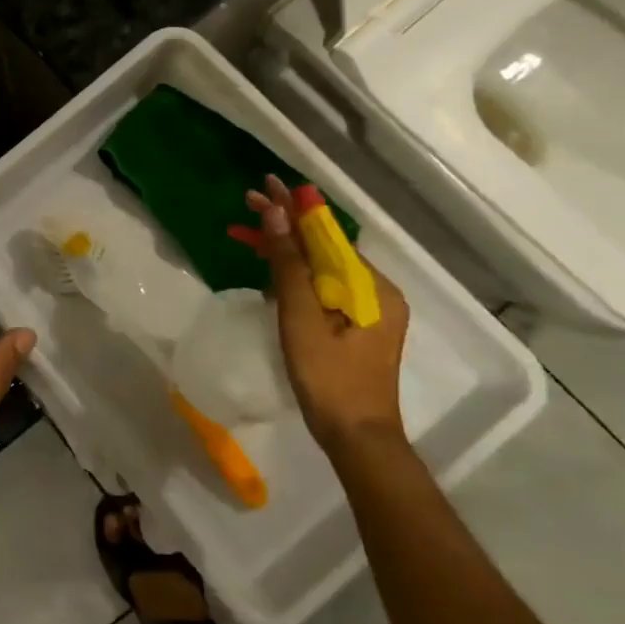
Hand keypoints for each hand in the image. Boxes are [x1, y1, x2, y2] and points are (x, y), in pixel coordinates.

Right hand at [246, 175, 409, 452]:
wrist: (357, 439)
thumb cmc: (328, 378)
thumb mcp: (301, 317)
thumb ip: (288, 264)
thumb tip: (275, 215)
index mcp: (373, 287)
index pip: (327, 235)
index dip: (294, 209)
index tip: (265, 184)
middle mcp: (376, 292)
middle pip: (325, 248)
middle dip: (286, 226)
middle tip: (248, 202)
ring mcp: (368, 312)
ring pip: (321, 268)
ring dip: (286, 250)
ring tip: (248, 232)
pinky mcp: (355, 328)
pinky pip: (323, 288)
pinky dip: (295, 275)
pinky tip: (271, 270)